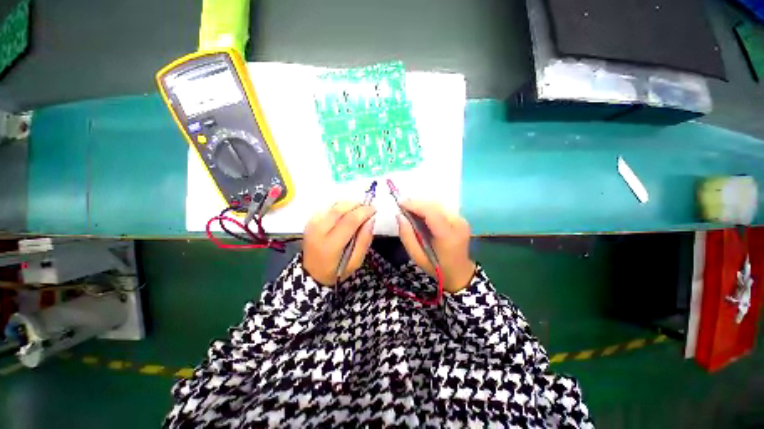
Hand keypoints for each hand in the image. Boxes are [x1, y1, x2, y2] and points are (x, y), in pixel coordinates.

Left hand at [303, 202, 375, 285]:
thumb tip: (371, 220)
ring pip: (334, 206)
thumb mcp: (355, 262)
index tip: (374, 209)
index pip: (349, 221)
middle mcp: (318, 231)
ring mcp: (312, 224)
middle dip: (357, 205)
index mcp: (330, 245)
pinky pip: (328, 208)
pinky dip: (340, 207)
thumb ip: (364, 241)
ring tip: (358, 211)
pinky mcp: (309, 221)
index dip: (363, 212)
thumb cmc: (336, 270)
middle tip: (368, 208)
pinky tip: (346, 214)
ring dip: (349, 205)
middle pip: (340, 209)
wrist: (311, 274)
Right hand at [397, 201, 475, 292]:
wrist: (459, 272)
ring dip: (422, 205)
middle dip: (417, 204)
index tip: (400, 204)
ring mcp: (461, 220)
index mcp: (448, 236)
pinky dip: (429, 208)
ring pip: (438, 205)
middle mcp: (458, 224)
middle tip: (402, 207)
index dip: (414, 205)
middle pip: (435, 206)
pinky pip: (442, 209)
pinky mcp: (460, 219)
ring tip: (409, 209)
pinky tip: (420, 213)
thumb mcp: (417, 257)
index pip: (431, 214)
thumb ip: (407, 236)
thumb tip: (399, 216)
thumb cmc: (437, 267)